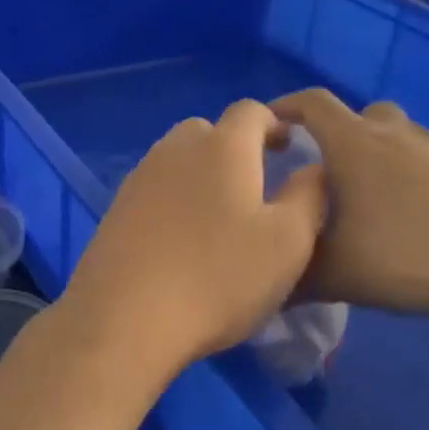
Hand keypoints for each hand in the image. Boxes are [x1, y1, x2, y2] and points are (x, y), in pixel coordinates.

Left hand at [61, 100, 325, 379]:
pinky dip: (173, 198)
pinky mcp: (115, 208)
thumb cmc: (218, 277)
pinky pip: (154, 187)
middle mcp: (176, 149)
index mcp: (223, 146)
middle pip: (209, 130)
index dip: (273, 124)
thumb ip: (309, 195)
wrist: (125, 319)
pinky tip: (180, 237)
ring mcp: (139, 177)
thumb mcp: (288, 242)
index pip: (251, 111)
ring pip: (177, 158)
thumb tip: (312, 167)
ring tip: (218, 214)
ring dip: (201, 172)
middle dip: (234, 147)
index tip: (287, 149)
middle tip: (254, 184)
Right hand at [271, 88, 428, 318]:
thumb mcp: (338, 274)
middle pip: (359, 115)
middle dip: (335, 134)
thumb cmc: (407, 252)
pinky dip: (405, 178)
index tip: (269, 124)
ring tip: (364, 198)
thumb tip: (267, 286)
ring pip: (394, 137)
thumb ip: (295, 277)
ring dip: (375, 155)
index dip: (286, 106)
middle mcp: (392, 135)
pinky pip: (422, 162)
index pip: (312, 103)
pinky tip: (405, 219)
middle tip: (322, 170)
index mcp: (353, 144)